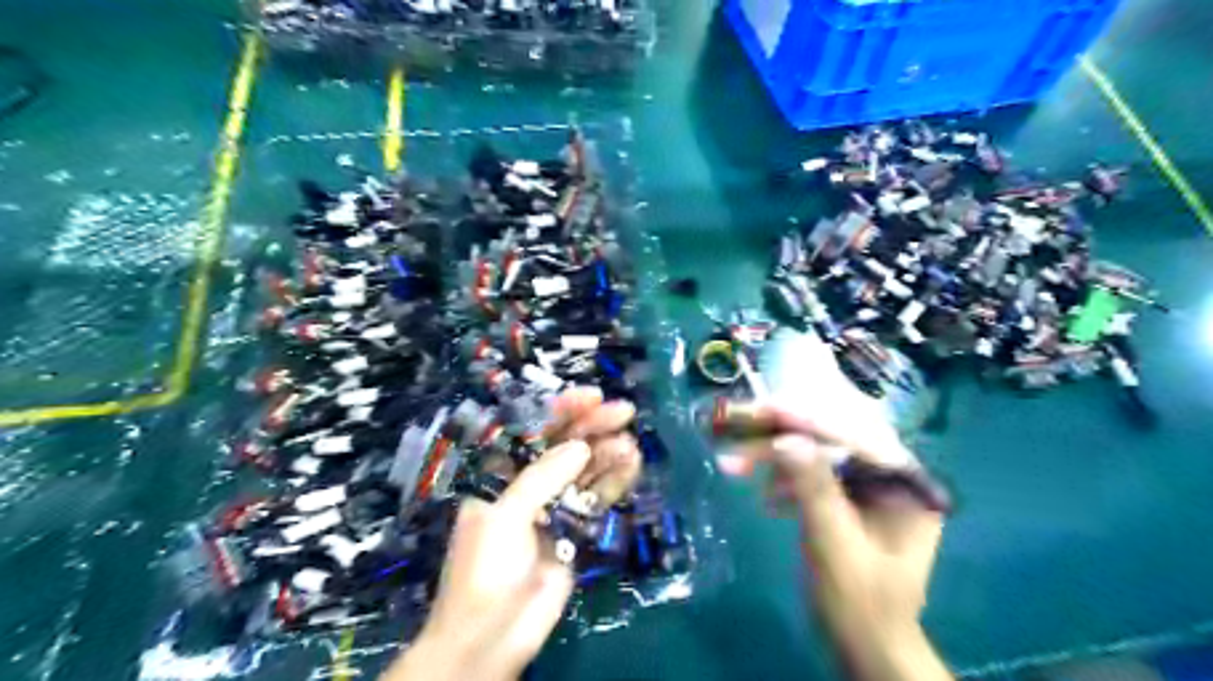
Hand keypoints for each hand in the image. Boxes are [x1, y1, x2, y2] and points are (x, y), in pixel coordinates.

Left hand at [385, 388, 642, 680]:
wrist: (491, 638)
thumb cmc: (485, 571)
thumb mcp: (506, 517)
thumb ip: (543, 478)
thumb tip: (580, 446)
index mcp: (501, 474)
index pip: (533, 430)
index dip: (562, 410)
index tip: (593, 395)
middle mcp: (528, 484)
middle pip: (564, 445)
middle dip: (592, 426)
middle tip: (624, 411)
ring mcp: (554, 506)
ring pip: (585, 469)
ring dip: (608, 453)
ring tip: (630, 444)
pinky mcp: (575, 529)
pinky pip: (597, 498)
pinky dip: (614, 481)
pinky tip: (632, 465)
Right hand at [712, 338, 952, 677]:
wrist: (867, 650)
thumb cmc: (860, 605)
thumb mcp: (835, 546)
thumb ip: (814, 488)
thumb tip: (786, 438)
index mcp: (906, 483)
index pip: (852, 436)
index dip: (804, 420)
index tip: (762, 409)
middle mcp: (891, 475)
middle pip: (831, 437)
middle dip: (779, 432)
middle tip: (732, 420)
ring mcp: (869, 487)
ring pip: (816, 453)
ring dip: (773, 457)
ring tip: (732, 463)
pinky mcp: (849, 500)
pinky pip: (813, 475)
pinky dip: (785, 481)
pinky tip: (765, 497)